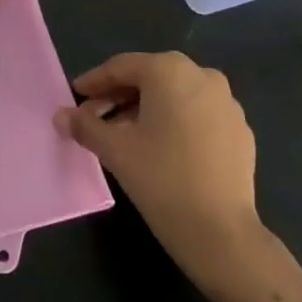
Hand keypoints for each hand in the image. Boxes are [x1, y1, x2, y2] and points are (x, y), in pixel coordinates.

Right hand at [56, 52, 269, 295]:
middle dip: (119, 97)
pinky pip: (197, 115)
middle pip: (149, 79)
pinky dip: (174, 123)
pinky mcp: (240, 130)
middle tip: (94, 118)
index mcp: (170, 70)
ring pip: (175, 96)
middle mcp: (202, 76)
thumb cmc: (161, 179)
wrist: (221, 234)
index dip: (95, 82)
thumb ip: (85, 126)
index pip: (122, 68)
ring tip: (123, 136)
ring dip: (145, 110)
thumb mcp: (115, 149)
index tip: (75, 95)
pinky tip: (160, 148)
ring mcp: (226, 103)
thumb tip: (61, 116)